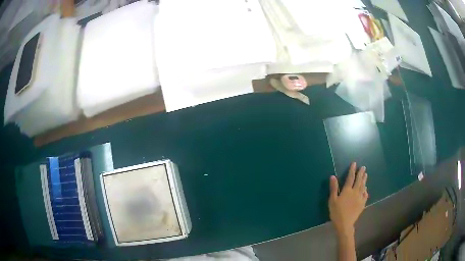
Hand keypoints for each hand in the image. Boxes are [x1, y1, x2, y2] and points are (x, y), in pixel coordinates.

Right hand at [329, 162, 367, 235]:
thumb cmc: (336, 212)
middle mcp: (355, 192)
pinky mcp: (362, 204)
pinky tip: (366, 189)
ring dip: (364, 180)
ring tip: (366, 175)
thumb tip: (333, 176)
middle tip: (363, 167)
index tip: (354, 164)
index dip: (352, 170)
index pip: (350, 178)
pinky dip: (366, 190)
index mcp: (347, 190)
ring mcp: (360, 198)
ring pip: (363, 186)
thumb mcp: (332, 200)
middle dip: (361, 173)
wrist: (345, 223)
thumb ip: (333, 188)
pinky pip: (365, 195)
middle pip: (359, 180)